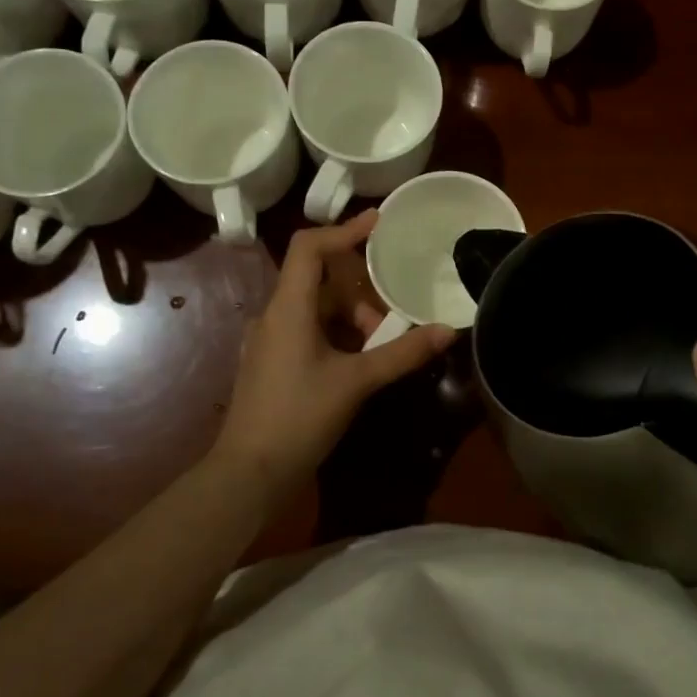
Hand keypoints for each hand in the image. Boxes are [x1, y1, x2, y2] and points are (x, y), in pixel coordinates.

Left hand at [214, 212, 454, 498]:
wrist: (249, 474)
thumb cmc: (299, 417)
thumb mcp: (356, 382)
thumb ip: (402, 354)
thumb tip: (447, 331)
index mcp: (288, 308)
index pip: (309, 248)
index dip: (343, 230)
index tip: (378, 222)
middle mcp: (274, 317)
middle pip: (318, 280)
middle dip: (359, 291)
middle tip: (389, 316)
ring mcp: (270, 342)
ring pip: (316, 310)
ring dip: (350, 319)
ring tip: (380, 346)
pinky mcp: (273, 365)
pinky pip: (309, 333)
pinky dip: (338, 337)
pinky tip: (360, 364)